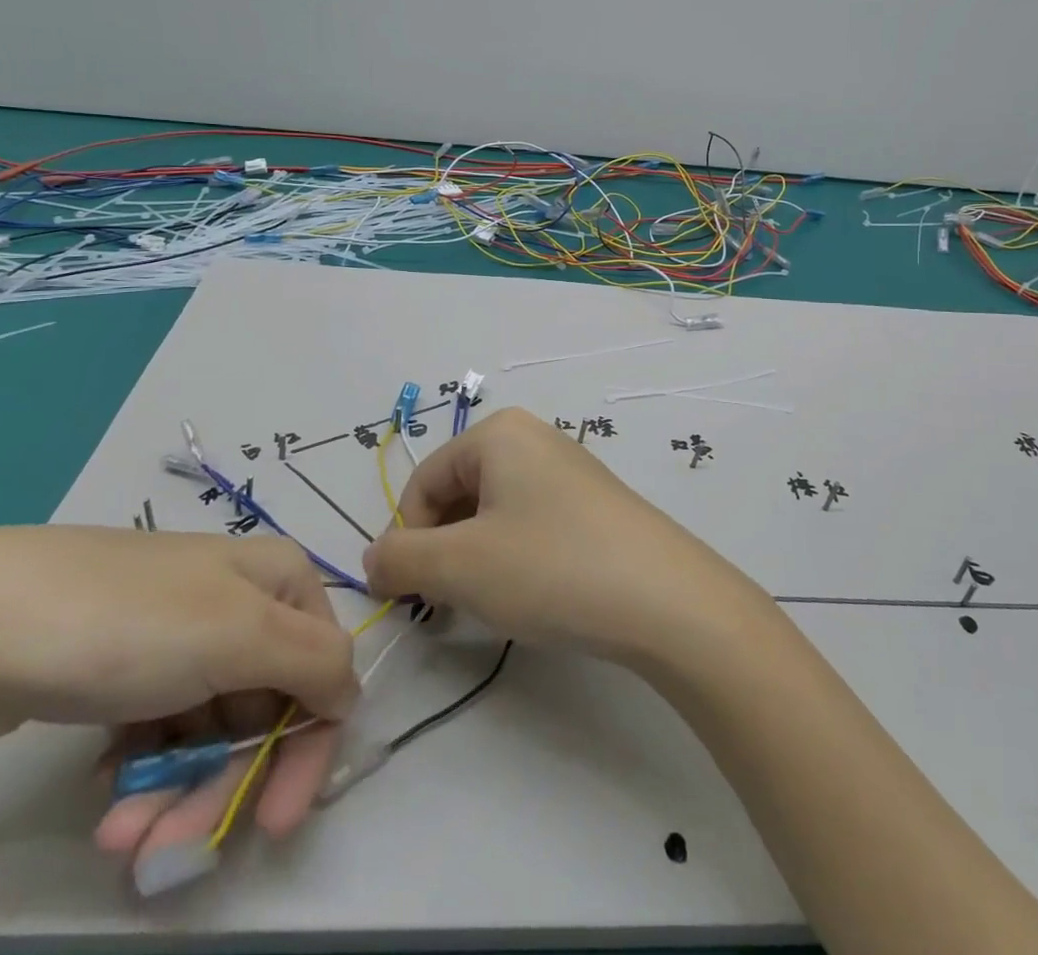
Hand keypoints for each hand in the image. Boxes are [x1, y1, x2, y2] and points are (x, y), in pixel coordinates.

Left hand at [0, 526, 356, 869]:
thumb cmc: (129, 624)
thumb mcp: (240, 634)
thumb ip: (315, 663)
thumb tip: (351, 696)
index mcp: (281, 580)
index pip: (322, 670)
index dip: (305, 748)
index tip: (270, 824)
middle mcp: (242, 602)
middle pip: (263, 707)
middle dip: (221, 785)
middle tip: (165, 853)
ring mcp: (182, 634)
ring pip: (210, 727)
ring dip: (176, 792)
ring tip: (117, 838)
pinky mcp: (128, 667)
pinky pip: (162, 728)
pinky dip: (145, 771)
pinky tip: (106, 791)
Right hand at [363, 407, 761, 662]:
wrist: (663, 596)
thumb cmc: (550, 566)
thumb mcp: (460, 567)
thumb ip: (402, 560)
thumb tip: (374, 558)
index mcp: (498, 433)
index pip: (424, 482)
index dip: (407, 539)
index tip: (411, 595)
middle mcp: (533, 438)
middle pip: (459, 493)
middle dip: (442, 549)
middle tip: (449, 604)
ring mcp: (568, 469)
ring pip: (494, 512)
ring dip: (475, 557)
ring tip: (491, 601)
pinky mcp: (593, 503)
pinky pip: (531, 522)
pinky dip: (514, 556)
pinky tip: (531, 593)